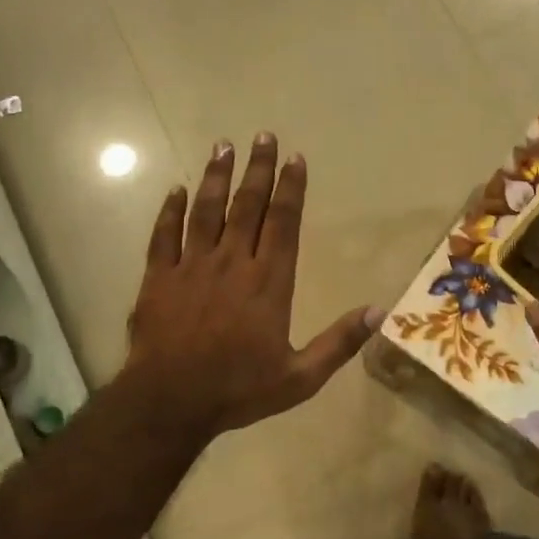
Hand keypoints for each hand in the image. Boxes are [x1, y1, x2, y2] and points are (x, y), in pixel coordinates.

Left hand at [119, 135, 379, 446]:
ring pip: (206, 211)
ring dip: (216, 178)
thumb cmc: (238, 390)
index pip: (283, 223)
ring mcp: (192, 267)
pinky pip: (165, 236)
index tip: (295, 158)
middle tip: (263, 135)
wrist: (170, 402)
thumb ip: (339, 343)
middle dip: (258, 169)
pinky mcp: (159, 278)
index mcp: (268, 282)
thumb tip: (380, 311)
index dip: (291, 188)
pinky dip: (170, 211)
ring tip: (223, 146)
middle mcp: (232, 263)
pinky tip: (176, 190)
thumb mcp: (300, 378)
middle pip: (247, 206)